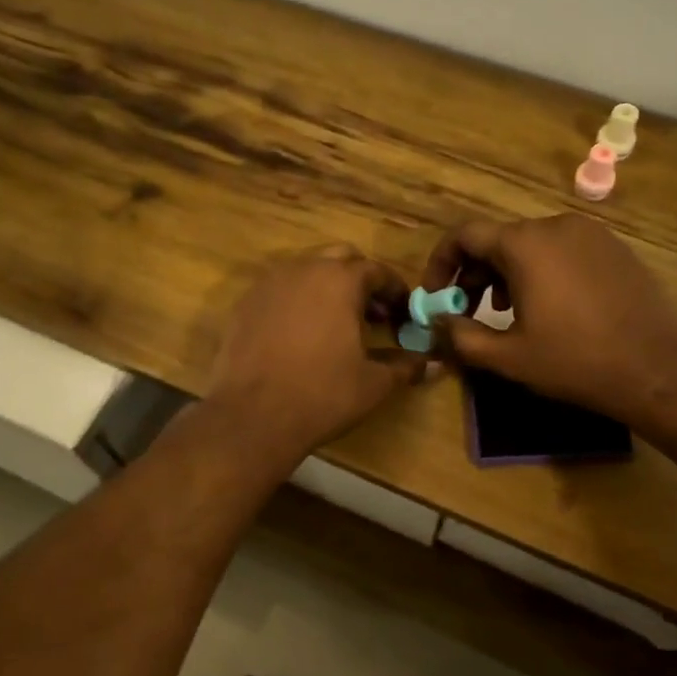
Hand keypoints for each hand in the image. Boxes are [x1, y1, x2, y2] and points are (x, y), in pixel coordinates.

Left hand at [206, 247, 422, 460]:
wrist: (253, 416)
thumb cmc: (323, 394)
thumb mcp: (373, 383)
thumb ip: (405, 366)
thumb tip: (433, 364)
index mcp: (340, 280)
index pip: (376, 271)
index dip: (395, 291)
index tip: (404, 313)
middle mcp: (303, 269)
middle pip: (339, 259)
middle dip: (360, 281)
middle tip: (373, 314)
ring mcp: (268, 284)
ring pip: (305, 271)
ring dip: (326, 288)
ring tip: (336, 324)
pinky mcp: (243, 305)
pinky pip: (278, 291)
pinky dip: (296, 302)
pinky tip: (300, 335)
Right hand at [420, 215, 676, 422]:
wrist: (658, 369)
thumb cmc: (575, 361)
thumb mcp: (508, 356)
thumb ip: (461, 336)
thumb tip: (438, 323)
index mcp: (525, 244)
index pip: (464, 235)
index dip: (441, 264)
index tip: (436, 297)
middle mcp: (556, 225)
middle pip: (498, 239)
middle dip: (474, 274)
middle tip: (467, 311)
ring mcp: (591, 234)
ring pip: (532, 244)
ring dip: (507, 274)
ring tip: (507, 312)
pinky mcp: (616, 248)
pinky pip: (564, 251)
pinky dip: (542, 271)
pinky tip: (551, 308)